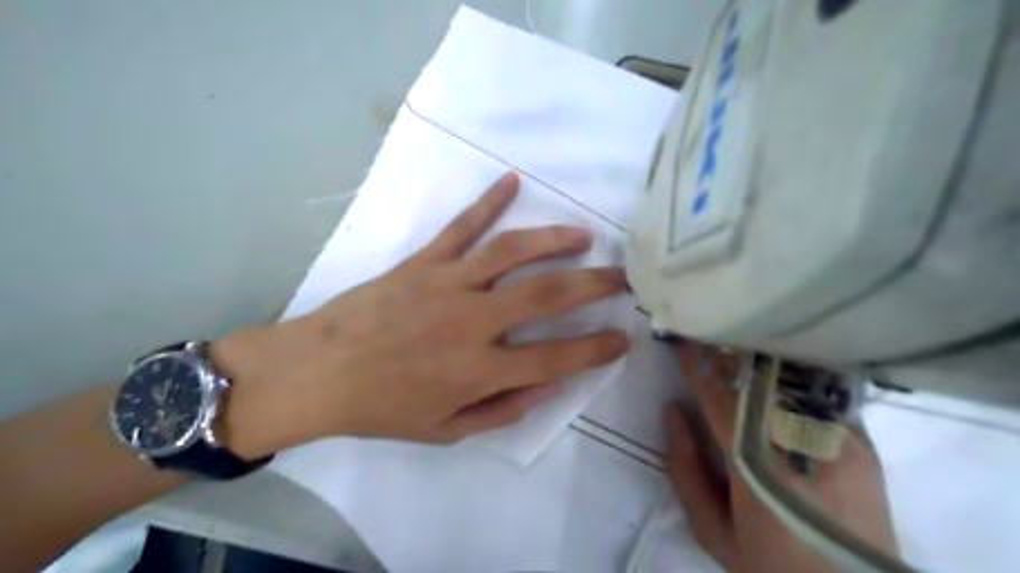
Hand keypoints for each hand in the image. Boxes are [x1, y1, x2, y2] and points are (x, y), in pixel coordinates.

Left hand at [214, 173, 629, 458]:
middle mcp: (473, 321)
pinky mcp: (424, 261)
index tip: (624, 337)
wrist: (318, 372)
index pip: (556, 358)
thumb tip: (550, 385)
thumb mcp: (446, 430)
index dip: (596, 349)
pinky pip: (462, 227)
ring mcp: (448, 283)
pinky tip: (512, 181)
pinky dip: (488, 202)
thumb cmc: (382, 407)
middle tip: (624, 277)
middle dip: (594, 284)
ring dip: (555, 240)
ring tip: (585, 235)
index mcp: (479, 370)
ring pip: (513, 252)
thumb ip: (503, 410)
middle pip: (547, 294)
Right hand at [666, 341, 893, 572]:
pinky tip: (778, 373)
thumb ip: (685, 469)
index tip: (681, 340)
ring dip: (760, 362)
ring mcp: (841, 441)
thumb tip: (673, 411)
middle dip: (729, 353)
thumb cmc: (774, 568)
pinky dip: (792, 379)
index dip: (698, 365)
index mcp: (757, 467)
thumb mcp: (714, 532)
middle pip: (760, 379)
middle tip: (709, 336)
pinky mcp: (866, 444)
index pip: (721, 397)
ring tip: (738, 348)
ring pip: (792, 380)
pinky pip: (820, 396)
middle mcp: (802, 444)